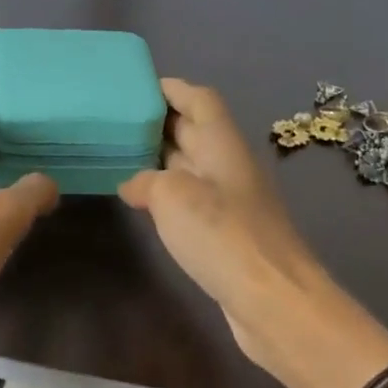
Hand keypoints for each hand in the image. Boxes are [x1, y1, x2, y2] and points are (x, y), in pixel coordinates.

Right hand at [119, 80, 387, 387]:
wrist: (273, 301)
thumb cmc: (223, 236)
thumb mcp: (173, 197)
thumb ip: (147, 181)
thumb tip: (134, 184)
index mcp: (222, 145)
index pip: (199, 99)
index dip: (170, 89)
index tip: (134, 87)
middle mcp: (228, 166)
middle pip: (194, 131)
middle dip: (157, 123)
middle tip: (114, 122)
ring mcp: (229, 202)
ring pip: (190, 167)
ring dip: (159, 160)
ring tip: (119, 157)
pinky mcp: (225, 234)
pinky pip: (191, 201)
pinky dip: (166, 195)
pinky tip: (142, 204)